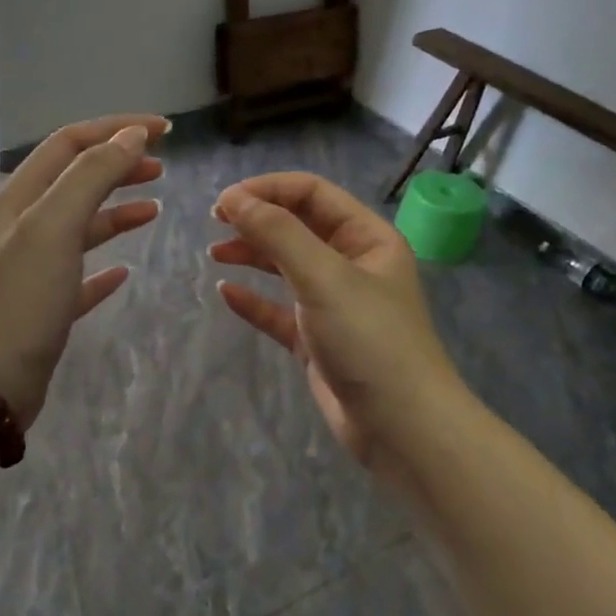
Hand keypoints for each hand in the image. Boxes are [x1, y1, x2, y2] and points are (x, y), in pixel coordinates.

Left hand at [0, 115, 169, 426]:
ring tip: (154, 209)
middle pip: (75, 181)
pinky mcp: (42, 308)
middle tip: (162, 167)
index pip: (70, 144)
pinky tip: (126, 272)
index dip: (116, 129)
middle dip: (118, 166)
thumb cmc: (20, 299)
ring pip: (79, 227)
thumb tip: (130, 135)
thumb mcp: (54, 227)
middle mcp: (22, 227)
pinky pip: (79, 276)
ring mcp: (31, 269)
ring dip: (116, 212)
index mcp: (19, 198)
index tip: (164, 131)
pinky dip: (104, 267)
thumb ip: (91, 176)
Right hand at [210, 172, 461, 481]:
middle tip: (214, 222)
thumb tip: (233, 198)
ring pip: (286, 267)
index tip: (224, 201)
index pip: (312, 194)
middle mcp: (352, 264)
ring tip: (215, 254)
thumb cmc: (368, 339)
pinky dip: (254, 300)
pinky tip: (226, 294)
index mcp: (366, 238)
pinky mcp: (318, 340)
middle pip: (298, 226)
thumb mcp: (323, 277)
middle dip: (257, 220)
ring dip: (252, 255)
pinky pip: (279, 311)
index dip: (267, 190)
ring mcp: (334, 304)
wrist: (401, 425)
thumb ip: (278, 234)